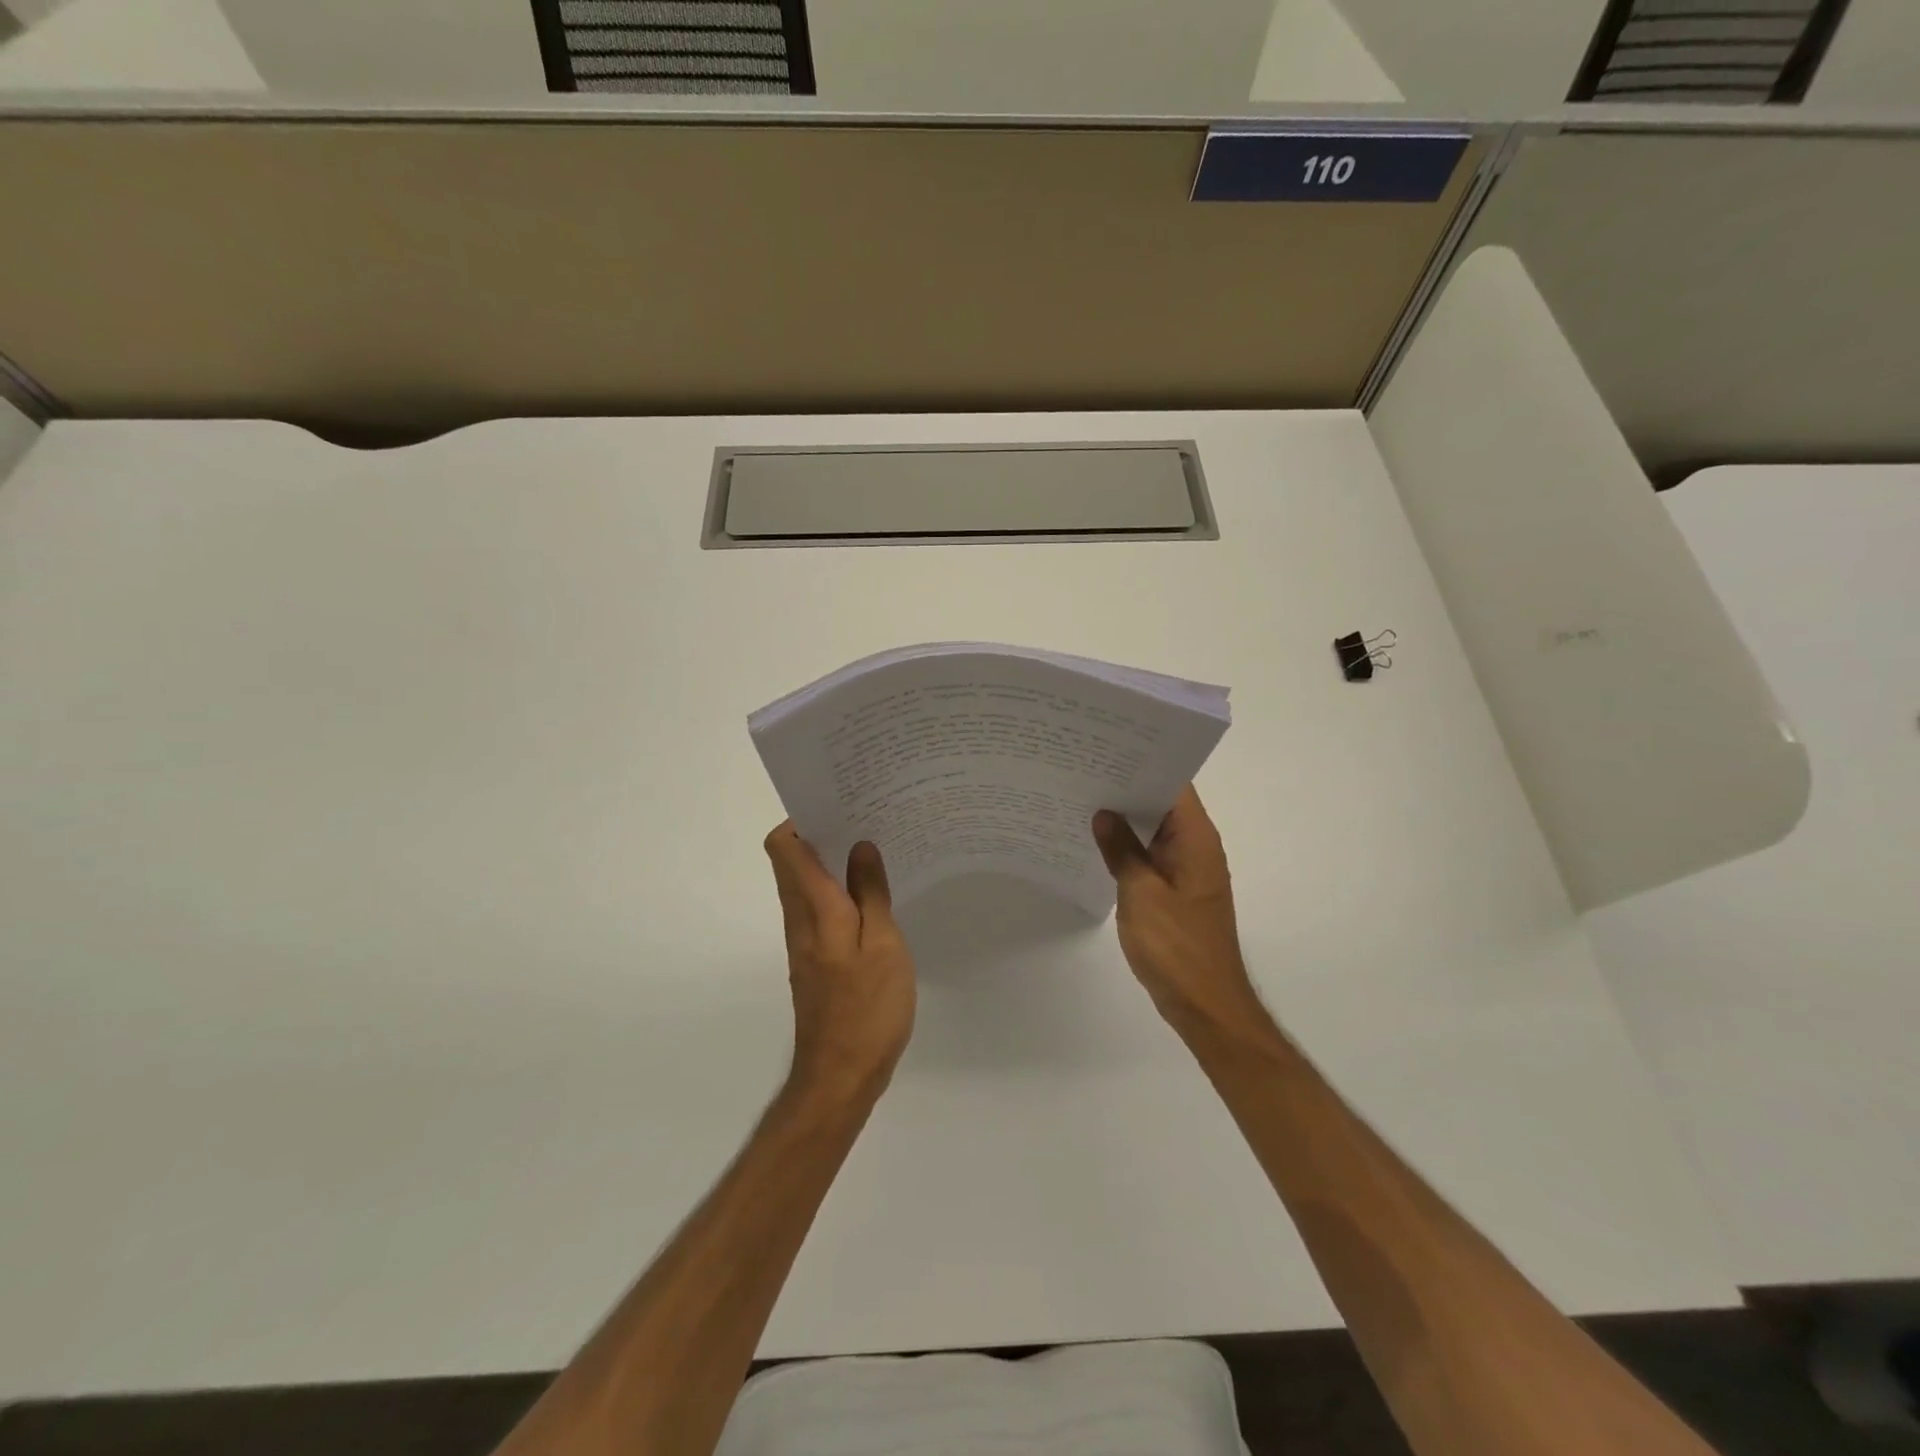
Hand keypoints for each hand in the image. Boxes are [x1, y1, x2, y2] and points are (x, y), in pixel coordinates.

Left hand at [764, 824, 916, 1103]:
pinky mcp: (815, 961)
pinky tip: (873, 897)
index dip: (801, 818)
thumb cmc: (867, 1008)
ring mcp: (805, 942)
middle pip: (791, 861)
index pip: (784, 847)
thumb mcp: (884, 945)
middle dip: (820, 833)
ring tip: (874, 850)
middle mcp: (800, 919)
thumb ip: (871, 893)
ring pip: (805, 885)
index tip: (838, 805)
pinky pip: (818, 909)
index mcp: (814, 907)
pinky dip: (838, 892)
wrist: (840, 1075)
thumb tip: (860, 847)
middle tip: (865, 819)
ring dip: (830, 862)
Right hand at [1093, 785, 1269, 1042]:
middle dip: (1126, 787)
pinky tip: (1096, 843)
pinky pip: (1150, 856)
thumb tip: (1103, 813)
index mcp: (1196, 839)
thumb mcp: (1140, 893)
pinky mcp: (1176, 891)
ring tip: (1081, 798)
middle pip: (1162, 803)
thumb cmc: (1176, 947)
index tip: (1106, 749)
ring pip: (1154, 831)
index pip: (1174, 784)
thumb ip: (1121, 850)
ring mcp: (1187, 870)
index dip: (1143, 763)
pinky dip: (1128, 847)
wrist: (1205, 1004)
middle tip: (1082, 770)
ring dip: (1125, 819)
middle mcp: (1196, 847)